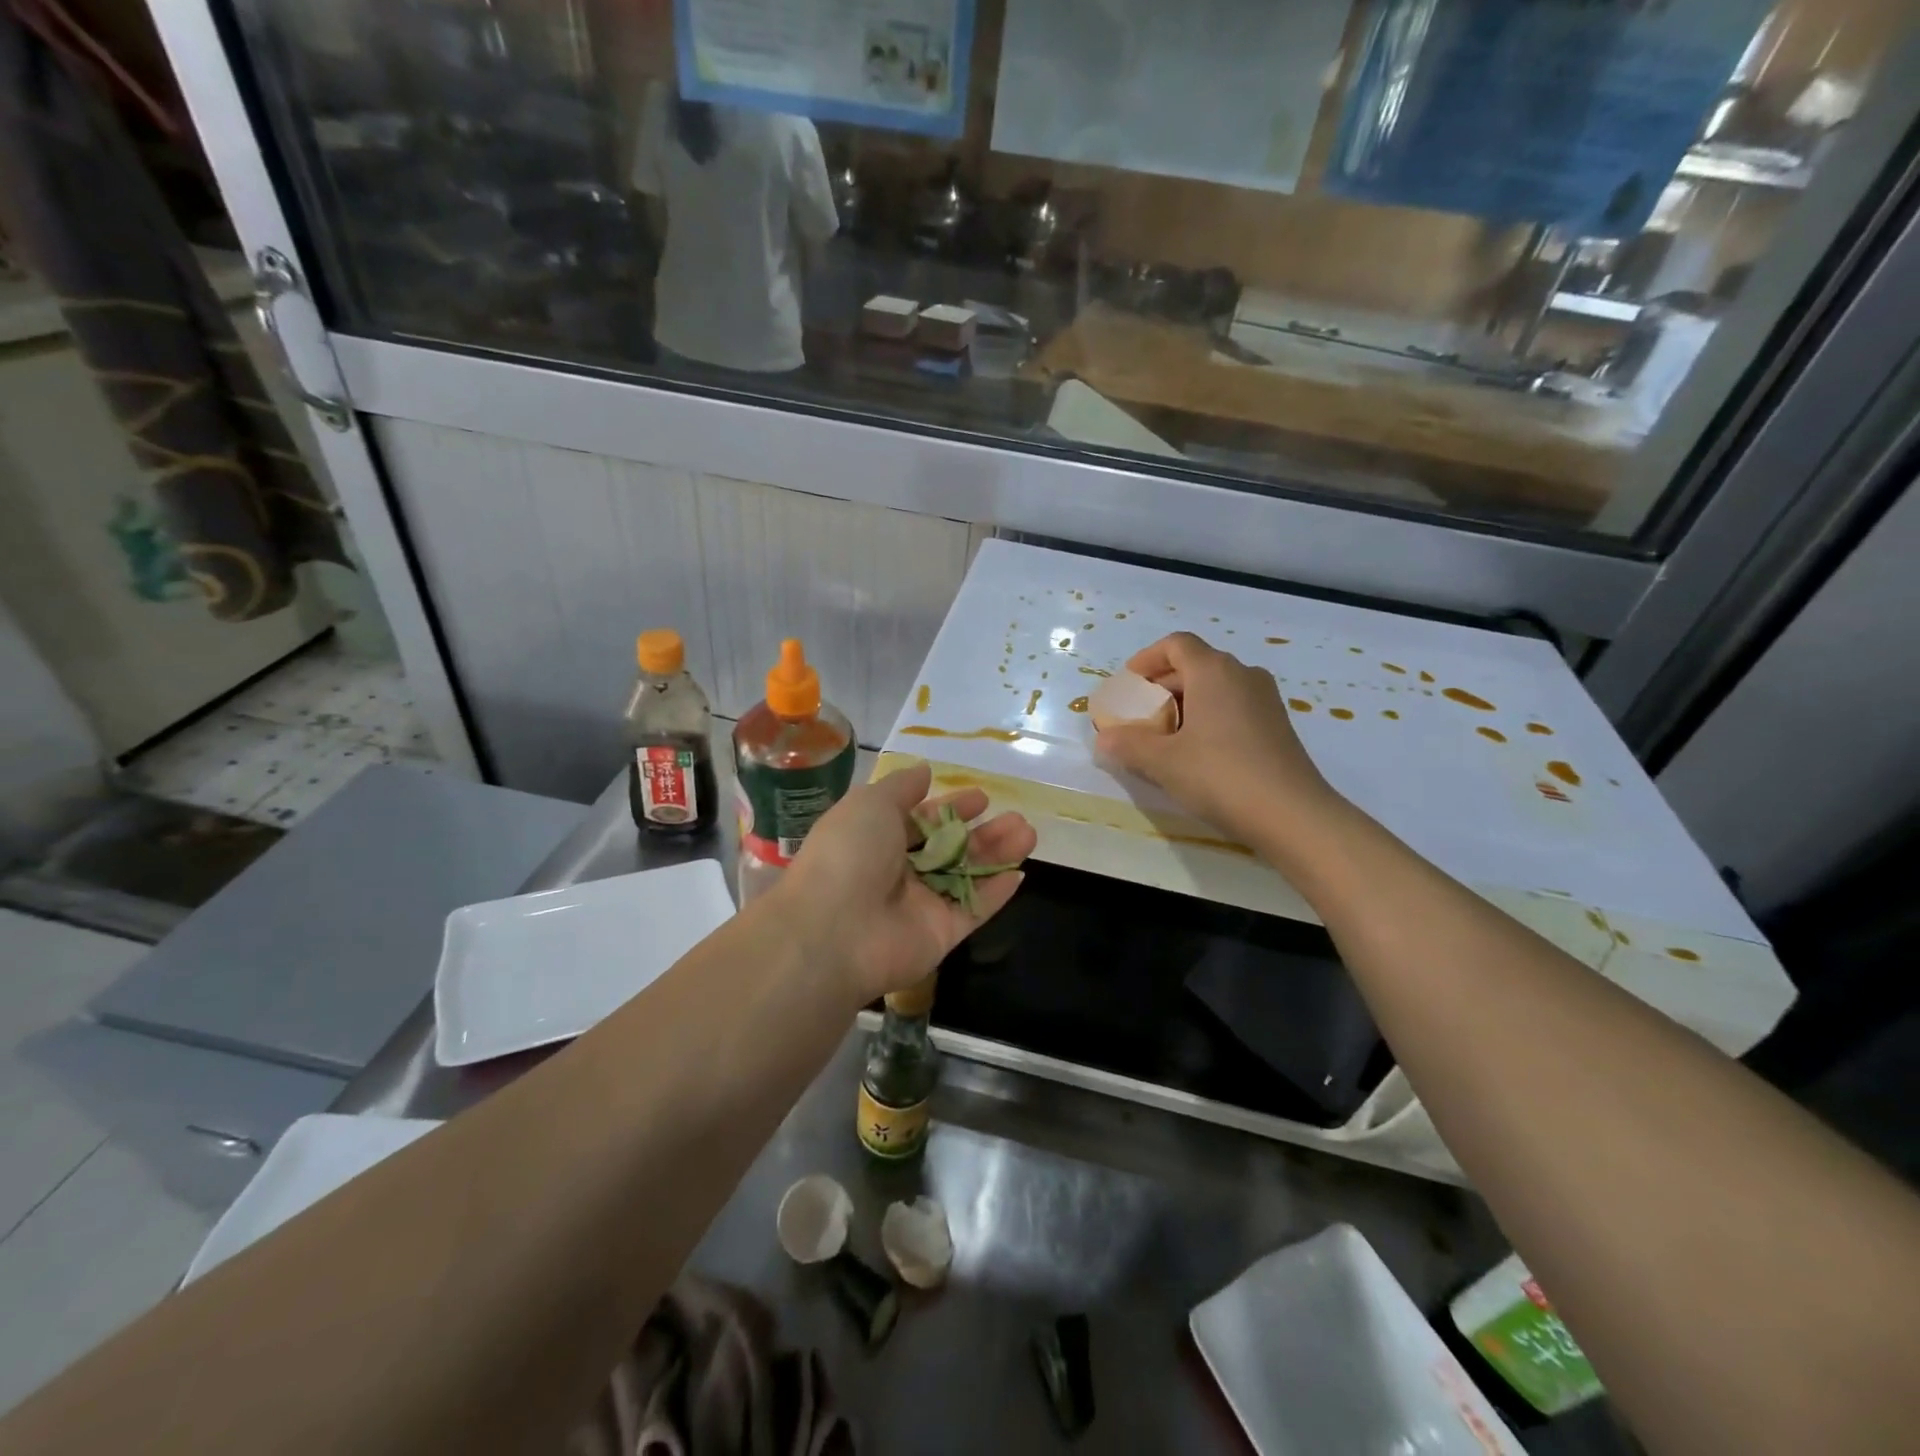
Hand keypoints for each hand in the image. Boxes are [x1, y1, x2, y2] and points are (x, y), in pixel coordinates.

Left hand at [776, 762, 1035, 1003]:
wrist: (834, 930)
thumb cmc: (849, 853)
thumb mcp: (871, 803)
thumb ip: (902, 787)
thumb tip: (924, 771)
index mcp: (877, 839)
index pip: (922, 821)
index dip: (952, 808)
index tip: (982, 798)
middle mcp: (899, 872)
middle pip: (950, 849)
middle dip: (983, 832)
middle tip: (1017, 818)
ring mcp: (921, 906)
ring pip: (967, 876)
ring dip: (997, 855)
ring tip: (1028, 834)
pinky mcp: (940, 935)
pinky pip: (973, 910)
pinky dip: (996, 894)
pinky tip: (1020, 873)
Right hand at [1094, 632, 1340, 848]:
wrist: (1292, 815)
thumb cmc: (1220, 776)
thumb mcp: (1162, 762)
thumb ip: (1128, 744)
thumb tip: (1105, 739)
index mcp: (1214, 671)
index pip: (1176, 644)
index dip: (1147, 659)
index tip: (1128, 684)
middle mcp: (1243, 674)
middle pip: (1195, 665)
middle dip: (1161, 686)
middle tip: (1138, 716)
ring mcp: (1265, 700)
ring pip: (1215, 687)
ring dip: (1185, 704)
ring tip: (1163, 737)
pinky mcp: (1277, 725)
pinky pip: (1233, 707)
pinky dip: (1208, 717)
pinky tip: (1196, 752)